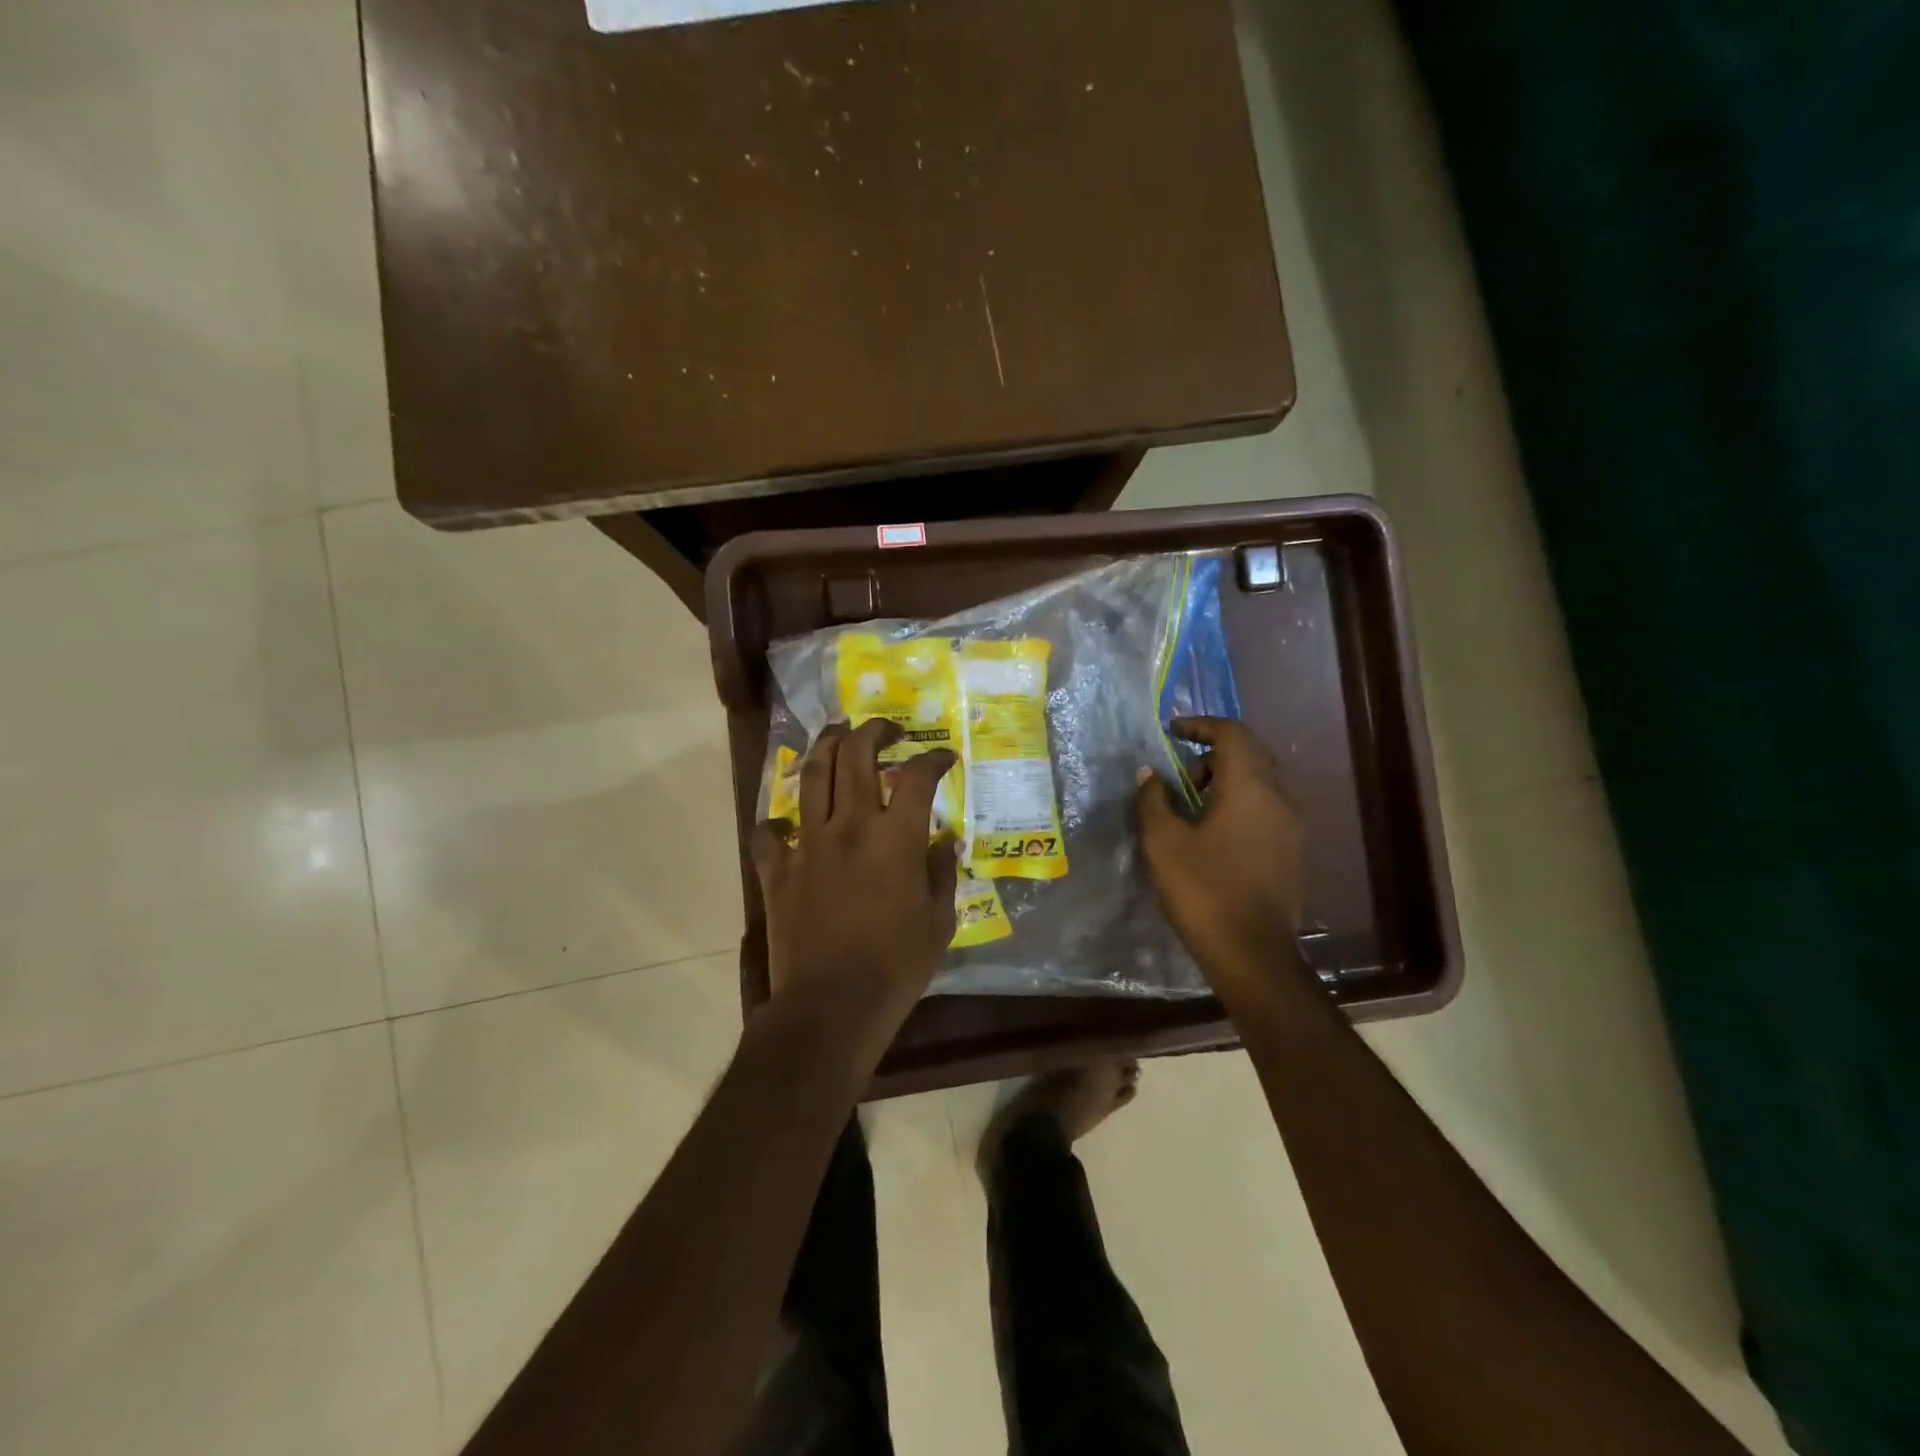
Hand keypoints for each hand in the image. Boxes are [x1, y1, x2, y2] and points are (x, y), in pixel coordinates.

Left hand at [752, 720, 958, 1059]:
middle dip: (873, 731)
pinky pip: (769, 832)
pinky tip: (787, 822)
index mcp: (894, 838)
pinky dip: (777, 822)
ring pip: (812, 776)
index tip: (943, 756)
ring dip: (826, 747)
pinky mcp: (776, 870)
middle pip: (855, 755)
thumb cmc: (895, 967)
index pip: (917, 777)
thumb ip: (942, 873)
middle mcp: (850, 827)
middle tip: (885, 730)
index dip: (933, 758)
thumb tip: (944, 839)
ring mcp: (808, 844)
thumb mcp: (938, 922)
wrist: (832, 1006)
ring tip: (836, 736)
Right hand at [1136, 717, 1306, 1002]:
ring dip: (1226, 781)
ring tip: (1191, 808)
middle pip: (1249, 754)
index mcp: (1251, 787)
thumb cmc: (1203, 890)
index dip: (1201, 725)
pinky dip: (1239, 804)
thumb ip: (1154, 799)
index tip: (1172, 732)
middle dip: (1211, 755)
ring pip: (1260, 783)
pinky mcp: (1293, 851)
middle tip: (1178, 776)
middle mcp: (1280, 797)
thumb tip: (1149, 774)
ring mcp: (1292, 826)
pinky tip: (1214, 834)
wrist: (1252, 954)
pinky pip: (1266, 808)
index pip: (1232, 733)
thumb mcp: (1164, 841)